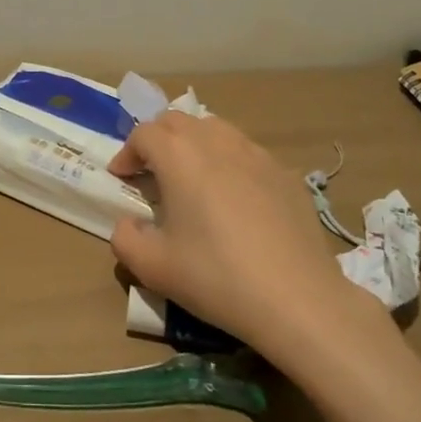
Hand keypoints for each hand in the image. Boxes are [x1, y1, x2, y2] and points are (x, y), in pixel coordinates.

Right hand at [108, 112, 390, 363]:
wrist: (298, 300)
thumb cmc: (216, 277)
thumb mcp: (153, 267)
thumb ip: (125, 239)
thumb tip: (128, 223)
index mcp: (179, 156)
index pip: (144, 134)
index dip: (127, 153)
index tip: (122, 179)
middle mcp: (216, 142)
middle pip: (178, 121)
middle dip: (158, 140)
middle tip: (152, 172)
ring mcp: (256, 154)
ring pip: (215, 130)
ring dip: (194, 145)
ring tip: (192, 178)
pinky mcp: (286, 174)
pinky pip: (248, 154)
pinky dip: (230, 163)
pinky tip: (235, 200)